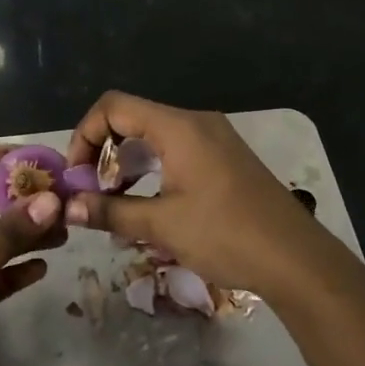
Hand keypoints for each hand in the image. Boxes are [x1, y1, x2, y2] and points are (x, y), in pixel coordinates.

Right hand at [62, 91, 343, 298]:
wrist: (296, 258)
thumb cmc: (226, 234)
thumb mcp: (162, 225)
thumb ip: (111, 211)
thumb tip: (68, 207)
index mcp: (178, 126)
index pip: (114, 107)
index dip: (85, 134)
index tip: (77, 175)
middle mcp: (196, 122)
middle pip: (133, 118)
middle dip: (104, 152)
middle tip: (93, 192)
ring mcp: (215, 138)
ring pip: (155, 136)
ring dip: (129, 163)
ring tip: (116, 202)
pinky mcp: (226, 158)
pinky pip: (177, 149)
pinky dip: (154, 168)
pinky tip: (150, 204)